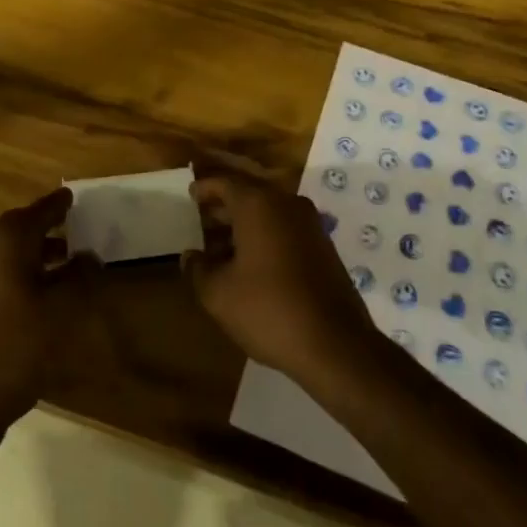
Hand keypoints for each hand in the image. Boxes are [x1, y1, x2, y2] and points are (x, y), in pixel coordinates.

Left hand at [0, 188, 99, 431]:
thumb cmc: (17, 344)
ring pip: (12, 255)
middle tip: (75, 227)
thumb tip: (90, 256)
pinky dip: (27, 275)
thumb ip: (81, 276)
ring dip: (39, 254)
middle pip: (21, 230)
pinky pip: (5, 277)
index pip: (38, 211)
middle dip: (48, 227)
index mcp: (7, 243)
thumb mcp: (62, 308)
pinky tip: (47, 297)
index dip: (58, 204)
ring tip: (69, 263)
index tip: (73, 197)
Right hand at [183, 165, 380, 383]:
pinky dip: (264, 235)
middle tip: (200, 219)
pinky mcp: (323, 245)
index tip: (189, 195)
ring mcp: (309, 224)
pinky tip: (249, 262)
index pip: (225, 182)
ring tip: (219, 246)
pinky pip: (285, 227)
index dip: (205, 188)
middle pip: (248, 193)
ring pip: (268, 211)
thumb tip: (190, 255)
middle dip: (223, 206)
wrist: (336, 344)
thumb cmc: (269, 310)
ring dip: (243, 223)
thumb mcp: (219, 294)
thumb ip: (198, 269)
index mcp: (258, 204)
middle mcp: (286, 203)